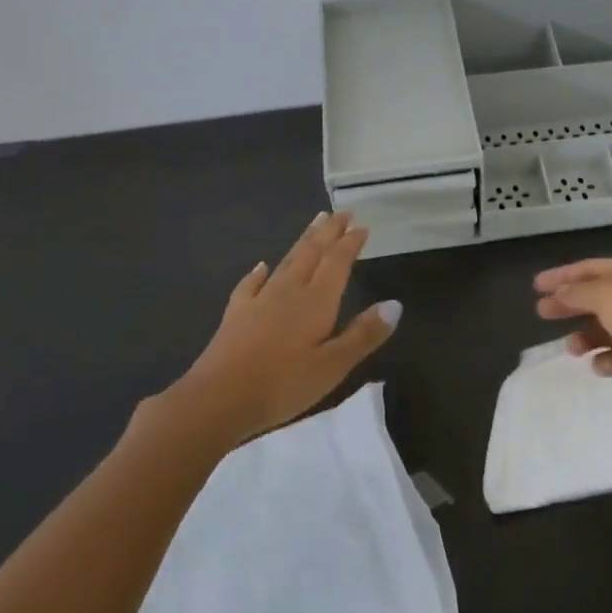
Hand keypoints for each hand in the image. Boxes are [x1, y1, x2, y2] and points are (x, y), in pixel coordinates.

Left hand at [155, 212, 400, 445]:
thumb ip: (364, 334)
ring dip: (303, 242)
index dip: (350, 243)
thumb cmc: (282, 384)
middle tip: (340, 213)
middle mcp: (289, 291)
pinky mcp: (236, 315)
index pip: (337, 262)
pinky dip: (259, 272)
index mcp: (316, 301)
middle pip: (312, 253)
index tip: (361, 226)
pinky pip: (251, 284)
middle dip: (328, 232)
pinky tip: (261, 266)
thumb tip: (395, 304)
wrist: (217, 400)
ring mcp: (259, 301)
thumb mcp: (333, 366)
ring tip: (314, 223)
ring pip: (286, 262)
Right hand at [534, 257, 611, 421]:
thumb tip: (559, 294)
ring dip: (586, 336)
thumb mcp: (606, 296)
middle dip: (569, 305)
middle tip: (542, 313)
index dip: (563, 275)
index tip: (536, 286)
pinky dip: (606, 359)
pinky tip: (601, 365)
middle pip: (597, 296)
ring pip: (606, 328)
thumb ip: (577, 292)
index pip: (592, 267)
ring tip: (573, 349)